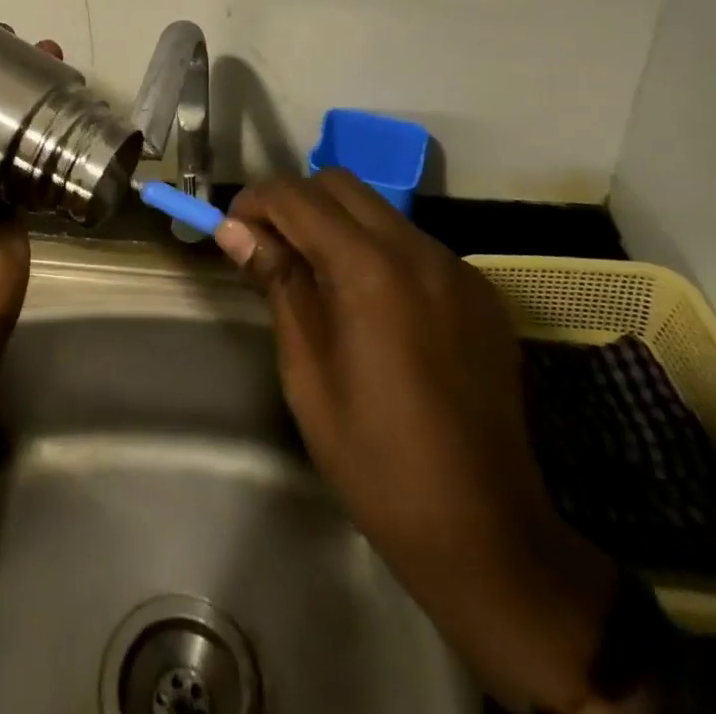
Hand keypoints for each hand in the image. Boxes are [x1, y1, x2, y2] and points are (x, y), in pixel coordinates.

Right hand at [219, 172, 627, 713]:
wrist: (483, 530)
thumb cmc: (374, 456)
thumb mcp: (306, 370)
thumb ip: (277, 283)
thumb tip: (235, 229)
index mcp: (370, 269)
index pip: (298, 197)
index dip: (255, 202)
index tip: (233, 230)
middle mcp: (419, 251)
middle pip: (341, 185)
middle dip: (296, 203)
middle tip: (271, 249)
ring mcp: (458, 268)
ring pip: (380, 211)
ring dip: (338, 225)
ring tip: (319, 280)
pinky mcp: (480, 292)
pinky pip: (415, 245)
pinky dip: (379, 252)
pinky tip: (373, 307)